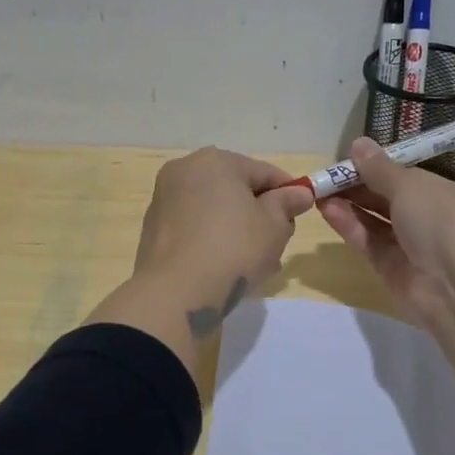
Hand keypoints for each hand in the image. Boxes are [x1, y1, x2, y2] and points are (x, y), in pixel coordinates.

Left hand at [131, 148, 313, 331]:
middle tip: (277, 243)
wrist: (177, 293)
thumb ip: (287, 203)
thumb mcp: (274, 226)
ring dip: (236, 229)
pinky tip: (225, 267)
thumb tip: (299, 193)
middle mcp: (183, 172)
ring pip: (214, 210)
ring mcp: (164, 200)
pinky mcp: (154, 230)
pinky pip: (194, 228)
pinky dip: (212, 240)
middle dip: (259, 213)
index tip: (301, 215)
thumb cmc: (234, 249)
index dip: (288, 193)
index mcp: (214, 161)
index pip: (263, 172)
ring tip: (254, 262)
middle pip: (235, 189)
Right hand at [319, 137, 454, 333]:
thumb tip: (359, 143)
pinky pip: (367, 242)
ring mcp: (409, 245)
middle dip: (357, 185)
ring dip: (348, 204)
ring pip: (374, 220)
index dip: (376, 166)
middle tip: (325, 176)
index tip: (347, 158)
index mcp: (441, 192)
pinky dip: (349, 225)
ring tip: (318, 191)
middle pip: (386, 197)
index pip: (404, 175)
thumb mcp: (410, 186)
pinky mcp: (391, 268)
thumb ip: (379, 169)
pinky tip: (327, 210)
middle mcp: (427, 217)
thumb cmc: (442, 221)